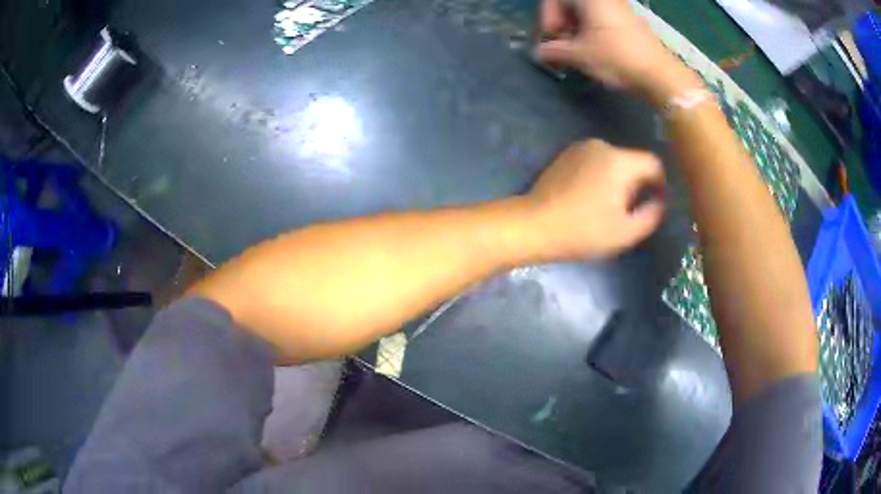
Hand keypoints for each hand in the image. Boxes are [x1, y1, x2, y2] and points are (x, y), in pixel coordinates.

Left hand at [526, 139, 664, 259]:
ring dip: (618, 181)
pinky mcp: (566, 154)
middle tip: (628, 212)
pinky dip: (600, 177)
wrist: (534, 225)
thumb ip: (652, 215)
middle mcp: (602, 145)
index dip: (661, 184)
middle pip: (633, 162)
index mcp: (619, 161)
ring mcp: (581, 148)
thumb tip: (660, 201)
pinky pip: (596, 162)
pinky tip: (589, 198)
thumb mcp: (626, 232)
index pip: (654, 164)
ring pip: (615, 162)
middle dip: (637, 185)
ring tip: (606, 208)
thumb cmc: (583, 231)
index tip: (656, 204)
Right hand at [536, 0, 691, 101]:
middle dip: (560, 24)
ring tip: (576, 52)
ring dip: (574, 30)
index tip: (550, 40)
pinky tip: (592, 50)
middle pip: (569, 5)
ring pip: (584, 12)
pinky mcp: (627, 20)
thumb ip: (553, 51)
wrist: (659, 74)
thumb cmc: (616, 58)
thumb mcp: (579, 55)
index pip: (553, 0)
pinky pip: (599, 18)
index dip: (547, 19)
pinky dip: (590, 31)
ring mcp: (617, 7)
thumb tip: (538, 53)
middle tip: (561, 47)